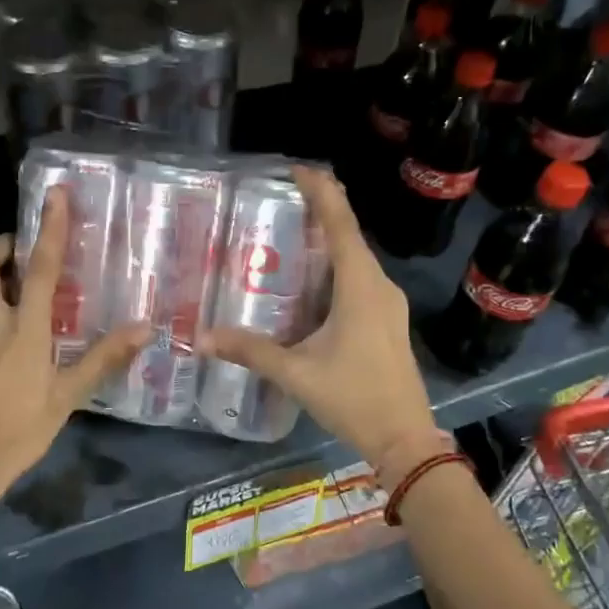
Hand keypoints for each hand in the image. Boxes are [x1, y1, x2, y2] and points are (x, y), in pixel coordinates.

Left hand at [0, 188, 146, 488]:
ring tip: (33, 314)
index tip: (54, 195)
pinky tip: (13, 360)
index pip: (37, 267)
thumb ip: (104, 358)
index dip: (48, 228)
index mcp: (21, 329)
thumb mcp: (68, 396)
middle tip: (24, 250)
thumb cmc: (20, 430)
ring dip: (1, 291)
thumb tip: (145, 329)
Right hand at [200, 167, 441, 483]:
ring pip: (358, 259)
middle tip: (285, 198)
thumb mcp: (296, 373)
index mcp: (360, 287)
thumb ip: (251, 351)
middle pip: (351, 236)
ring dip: (331, 240)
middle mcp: (379, 286)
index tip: (298, 169)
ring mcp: (389, 304)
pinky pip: (361, 279)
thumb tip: (202, 338)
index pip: (342, 225)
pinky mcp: (389, 321)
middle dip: (323, 211)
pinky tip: (315, 281)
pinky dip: (338, 267)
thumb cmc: (354, 398)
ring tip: (295, 232)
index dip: (322, 193)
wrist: (405, 439)